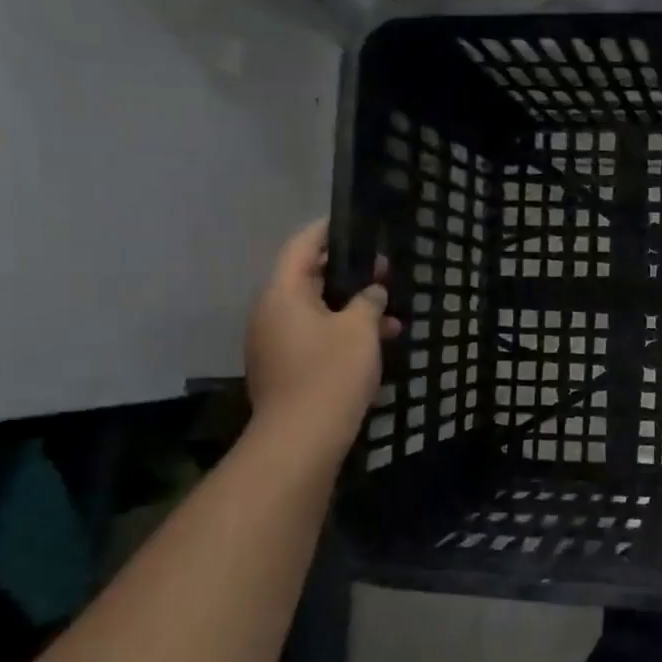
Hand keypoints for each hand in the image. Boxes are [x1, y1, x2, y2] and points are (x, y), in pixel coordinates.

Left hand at [244, 221, 400, 463]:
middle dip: (349, 275)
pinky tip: (375, 344)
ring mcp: (274, 342)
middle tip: (384, 272)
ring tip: (391, 317)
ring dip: (351, 309)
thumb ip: (368, 300)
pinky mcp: (284, 367)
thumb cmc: (331, 372)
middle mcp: (271, 312)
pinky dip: (341, 333)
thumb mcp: (360, 328)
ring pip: (317, 312)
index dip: (328, 231)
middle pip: (309, 279)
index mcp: (283, 293)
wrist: (301, 438)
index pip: (302, 246)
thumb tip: (372, 291)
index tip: (354, 223)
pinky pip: (314, 336)